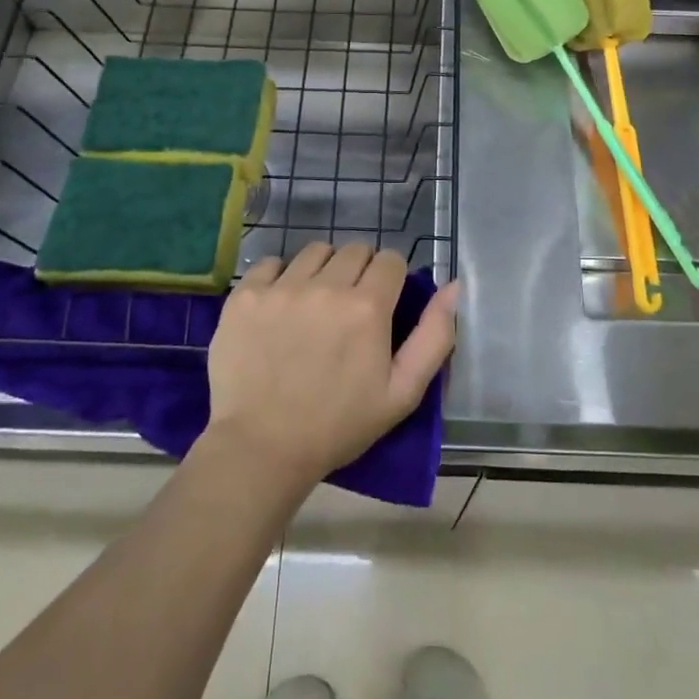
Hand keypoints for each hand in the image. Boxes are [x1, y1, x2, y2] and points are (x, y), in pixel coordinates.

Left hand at [204, 242, 458, 488]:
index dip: (391, 279)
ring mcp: (281, 288)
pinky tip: (280, 306)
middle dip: (360, 271)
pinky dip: (280, 277)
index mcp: (368, 307)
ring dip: (323, 270)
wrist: (261, 448)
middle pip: (355, 250)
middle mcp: (326, 286)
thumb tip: (453, 286)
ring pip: (315, 251)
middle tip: (350, 308)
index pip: (391, 260)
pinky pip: (270, 263)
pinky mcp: (245, 296)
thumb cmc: (339, 425)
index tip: (382, 304)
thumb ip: (435, 336)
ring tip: (315, 304)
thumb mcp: (403, 393)